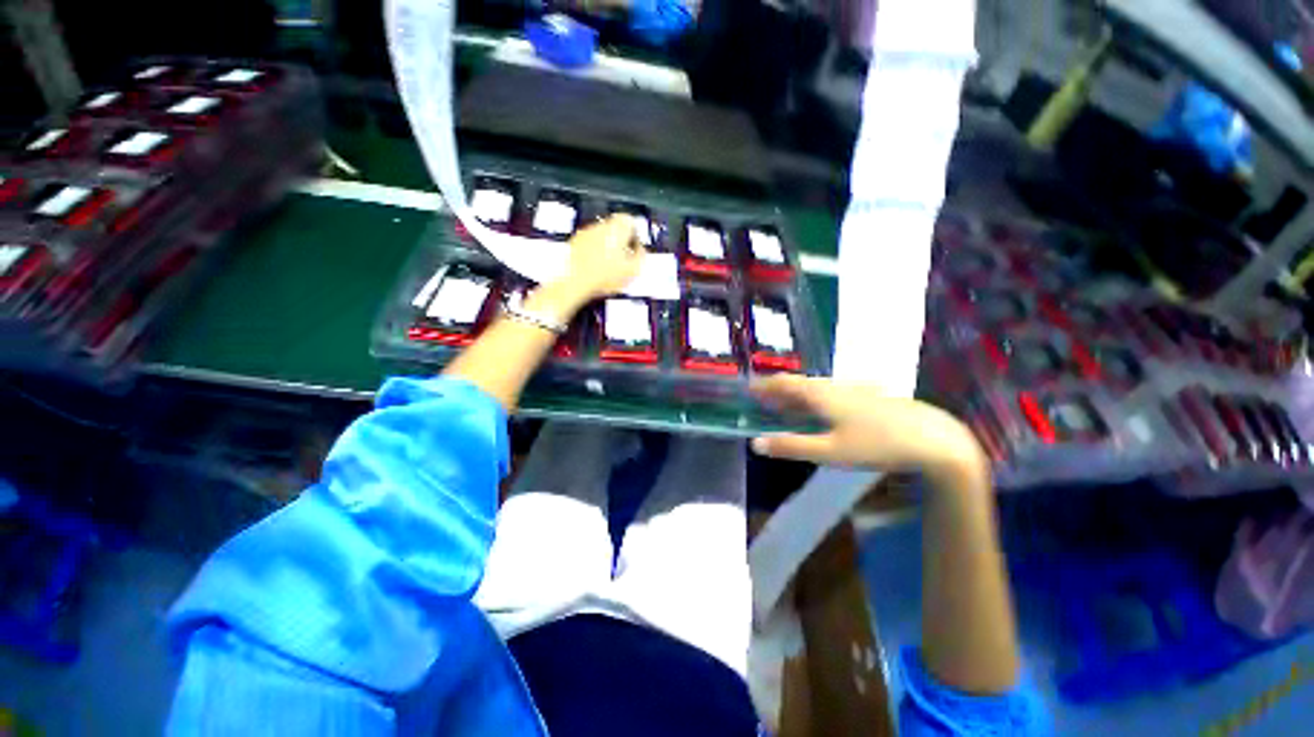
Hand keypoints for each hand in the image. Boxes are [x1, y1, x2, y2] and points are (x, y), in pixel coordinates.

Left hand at [557, 215, 645, 302]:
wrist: (573, 282)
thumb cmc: (603, 276)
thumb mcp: (633, 271)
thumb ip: (641, 257)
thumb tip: (641, 252)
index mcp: (617, 228)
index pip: (630, 221)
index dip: (635, 235)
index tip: (636, 248)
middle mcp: (600, 226)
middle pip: (615, 228)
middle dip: (620, 242)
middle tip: (624, 259)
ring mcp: (584, 234)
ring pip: (600, 236)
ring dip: (606, 248)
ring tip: (609, 268)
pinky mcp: (573, 244)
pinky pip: (587, 245)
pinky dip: (592, 254)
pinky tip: (595, 270)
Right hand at [750, 374, 986, 478]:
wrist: (933, 438)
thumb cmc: (877, 444)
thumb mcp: (829, 451)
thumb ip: (791, 446)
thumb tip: (756, 443)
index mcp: (821, 395)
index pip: (784, 384)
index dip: (765, 386)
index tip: (749, 388)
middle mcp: (834, 386)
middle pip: (799, 383)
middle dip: (779, 390)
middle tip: (763, 399)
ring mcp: (853, 389)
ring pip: (816, 388)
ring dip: (797, 395)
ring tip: (787, 406)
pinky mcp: (868, 396)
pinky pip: (831, 393)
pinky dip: (815, 399)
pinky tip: (822, 411)